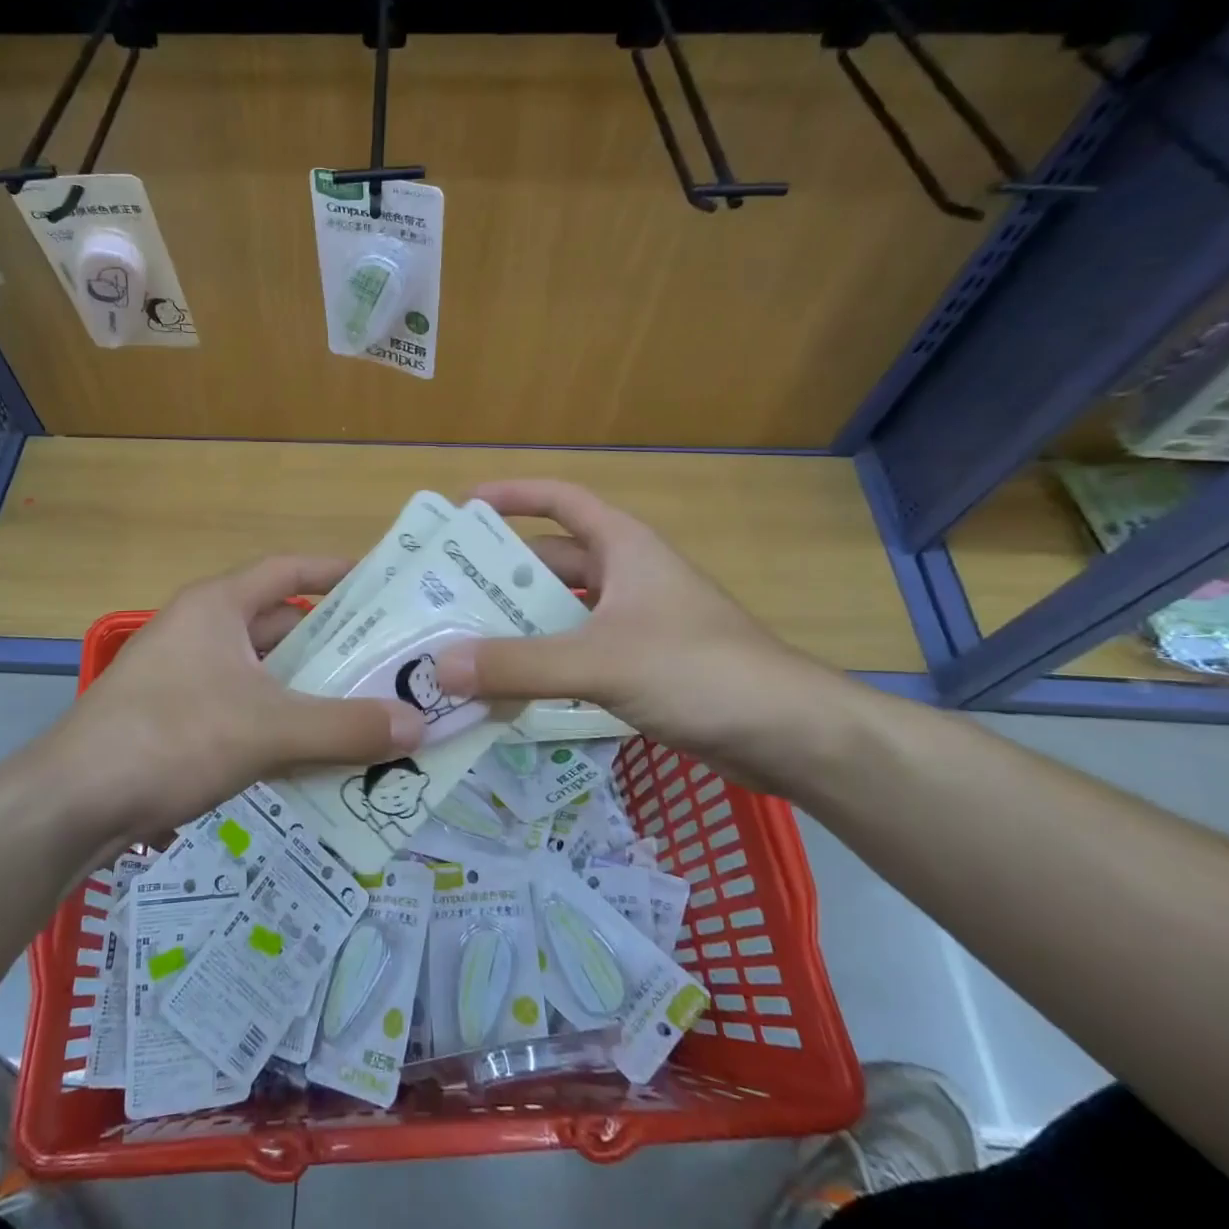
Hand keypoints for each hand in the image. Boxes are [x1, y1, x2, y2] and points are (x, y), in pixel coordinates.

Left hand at [25, 556, 425, 836]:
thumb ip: (345, 727)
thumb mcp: (268, 729)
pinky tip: (318, 753)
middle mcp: (201, 631)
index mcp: (218, 607)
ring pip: (265, 674)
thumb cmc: (172, 737)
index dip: (336, 571)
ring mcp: (185, 676)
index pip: (288, 569)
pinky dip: (282, 724)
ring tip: (369, 709)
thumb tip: (421, 726)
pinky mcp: (177, 719)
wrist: (72, 804)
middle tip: (392, 661)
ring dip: (311, 691)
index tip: (383, 583)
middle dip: (335, 645)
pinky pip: (246, 709)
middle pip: (282, 626)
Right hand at [434, 480, 853, 782]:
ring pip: (562, 614)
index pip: (561, 501)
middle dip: (501, 576)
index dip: (514, 496)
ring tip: (462, 642)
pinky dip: (543, 665)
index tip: (464, 508)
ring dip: (518, 626)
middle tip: (444, 593)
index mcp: (623, 547)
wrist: (788, 733)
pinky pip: (577, 654)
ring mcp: (636, 623)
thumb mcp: (600, 661)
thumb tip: (439, 667)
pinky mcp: (642, 666)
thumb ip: (519, 665)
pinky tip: (509, 688)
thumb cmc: (697, 669)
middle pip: (551, 563)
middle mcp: (627, 576)